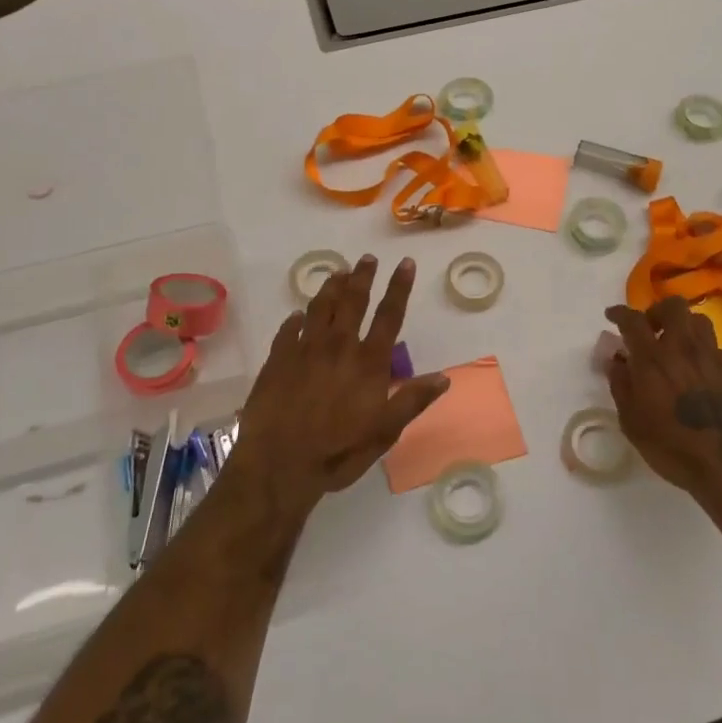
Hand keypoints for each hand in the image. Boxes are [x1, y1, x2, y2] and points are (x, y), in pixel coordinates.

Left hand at [229, 255, 448, 519]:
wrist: (279, 463)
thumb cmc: (338, 451)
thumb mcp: (385, 432)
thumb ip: (412, 400)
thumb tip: (444, 377)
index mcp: (368, 361)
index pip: (389, 315)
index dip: (399, 287)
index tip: (404, 263)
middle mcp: (338, 346)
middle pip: (352, 301)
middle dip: (362, 276)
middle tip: (366, 258)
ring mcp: (305, 349)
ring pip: (320, 307)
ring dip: (330, 287)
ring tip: (337, 272)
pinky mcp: (277, 360)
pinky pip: (288, 330)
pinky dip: (295, 319)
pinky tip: (297, 315)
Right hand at [604, 296, 721, 499]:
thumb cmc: (673, 448)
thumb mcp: (632, 423)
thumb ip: (621, 386)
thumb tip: (617, 360)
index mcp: (653, 359)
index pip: (633, 320)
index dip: (620, 312)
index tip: (612, 315)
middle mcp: (683, 348)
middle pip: (673, 306)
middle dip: (657, 310)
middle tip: (651, 328)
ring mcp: (713, 357)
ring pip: (699, 321)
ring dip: (683, 326)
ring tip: (677, 346)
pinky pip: (716, 348)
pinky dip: (703, 352)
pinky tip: (701, 372)